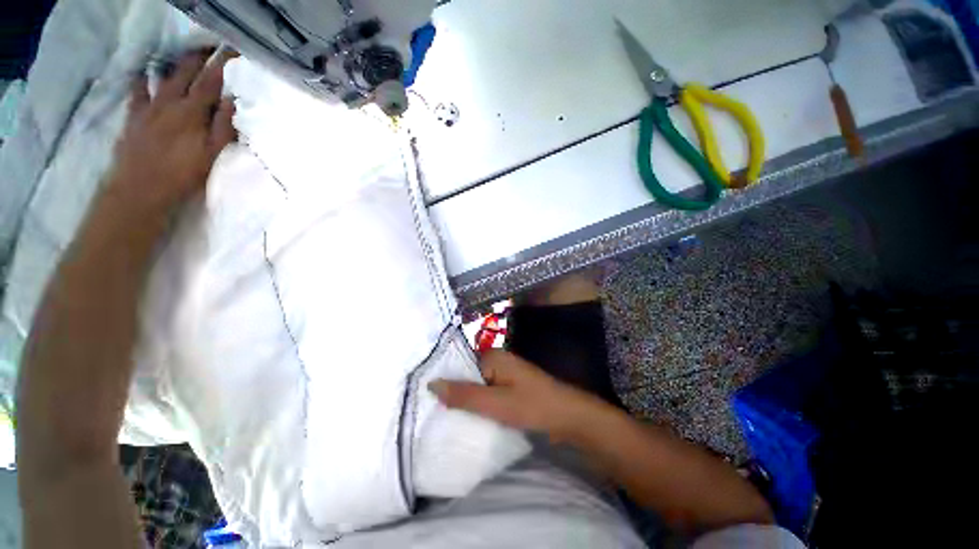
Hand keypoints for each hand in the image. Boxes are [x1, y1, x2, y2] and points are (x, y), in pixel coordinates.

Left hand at [106, 47, 237, 218]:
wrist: (140, 189)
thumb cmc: (182, 174)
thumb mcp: (212, 155)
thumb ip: (223, 127)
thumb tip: (232, 101)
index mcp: (192, 112)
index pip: (211, 81)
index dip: (222, 64)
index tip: (232, 51)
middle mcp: (170, 102)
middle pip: (186, 72)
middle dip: (199, 57)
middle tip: (210, 47)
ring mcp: (149, 107)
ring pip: (162, 76)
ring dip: (173, 63)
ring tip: (182, 55)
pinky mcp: (134, 116)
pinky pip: (137, 90)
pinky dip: (141, 79)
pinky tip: (144, 72)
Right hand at [429, 350, 610, 440]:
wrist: (568, 416)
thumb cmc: (532, 406)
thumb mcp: (495, 403)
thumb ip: (464, 395)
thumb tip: (431, 384)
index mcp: (492, 356)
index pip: (459, 364)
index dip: (444, 380)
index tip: (425, 398)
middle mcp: (497, 359)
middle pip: (467, 374)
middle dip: (454, 392)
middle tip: (432, 411)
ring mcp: (504, 373)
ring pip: (477, 385)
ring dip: (466, 400)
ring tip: (444, 416)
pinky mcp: (509, 386)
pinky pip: (488, 392)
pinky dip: (479, 403)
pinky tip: (468, 416)